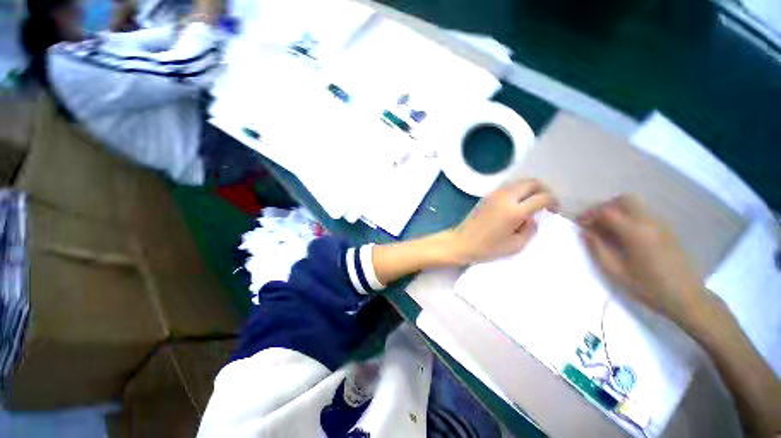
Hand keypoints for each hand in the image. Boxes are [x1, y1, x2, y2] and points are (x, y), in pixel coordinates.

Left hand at [445, 179, 556, 265]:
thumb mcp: (516, 245)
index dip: (553, 201)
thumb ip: (530, 229)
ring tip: (532, 203)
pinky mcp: (487, 195)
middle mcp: (505, 197)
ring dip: (530, 189)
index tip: (554, 210)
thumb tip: (531, 217)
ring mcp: (494, 194)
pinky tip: (517, 203)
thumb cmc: (487, 248)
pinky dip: (518, 190)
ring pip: (519, 182)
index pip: (542, 197)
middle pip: (531, 182)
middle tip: (545, 203)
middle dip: (543, 190)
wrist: (461, 242)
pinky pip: (508, 187)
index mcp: (514, 211)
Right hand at [578, 195, 705, 320]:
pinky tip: (625, 236)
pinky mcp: (668, 230)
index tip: (579, 224)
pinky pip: (644, 214)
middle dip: (605, 207)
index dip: (589, 214)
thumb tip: (585, 232)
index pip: (607, 211)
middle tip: (594, 222)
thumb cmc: (648, 287)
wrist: (687, 298)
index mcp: (635, 232)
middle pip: (624, 199)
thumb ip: (598, 249)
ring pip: (636, 205)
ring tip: (608, 229)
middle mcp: (649, 222)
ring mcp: (661, 225)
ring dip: (618, 211)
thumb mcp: (616, 272)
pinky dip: (630, 217)